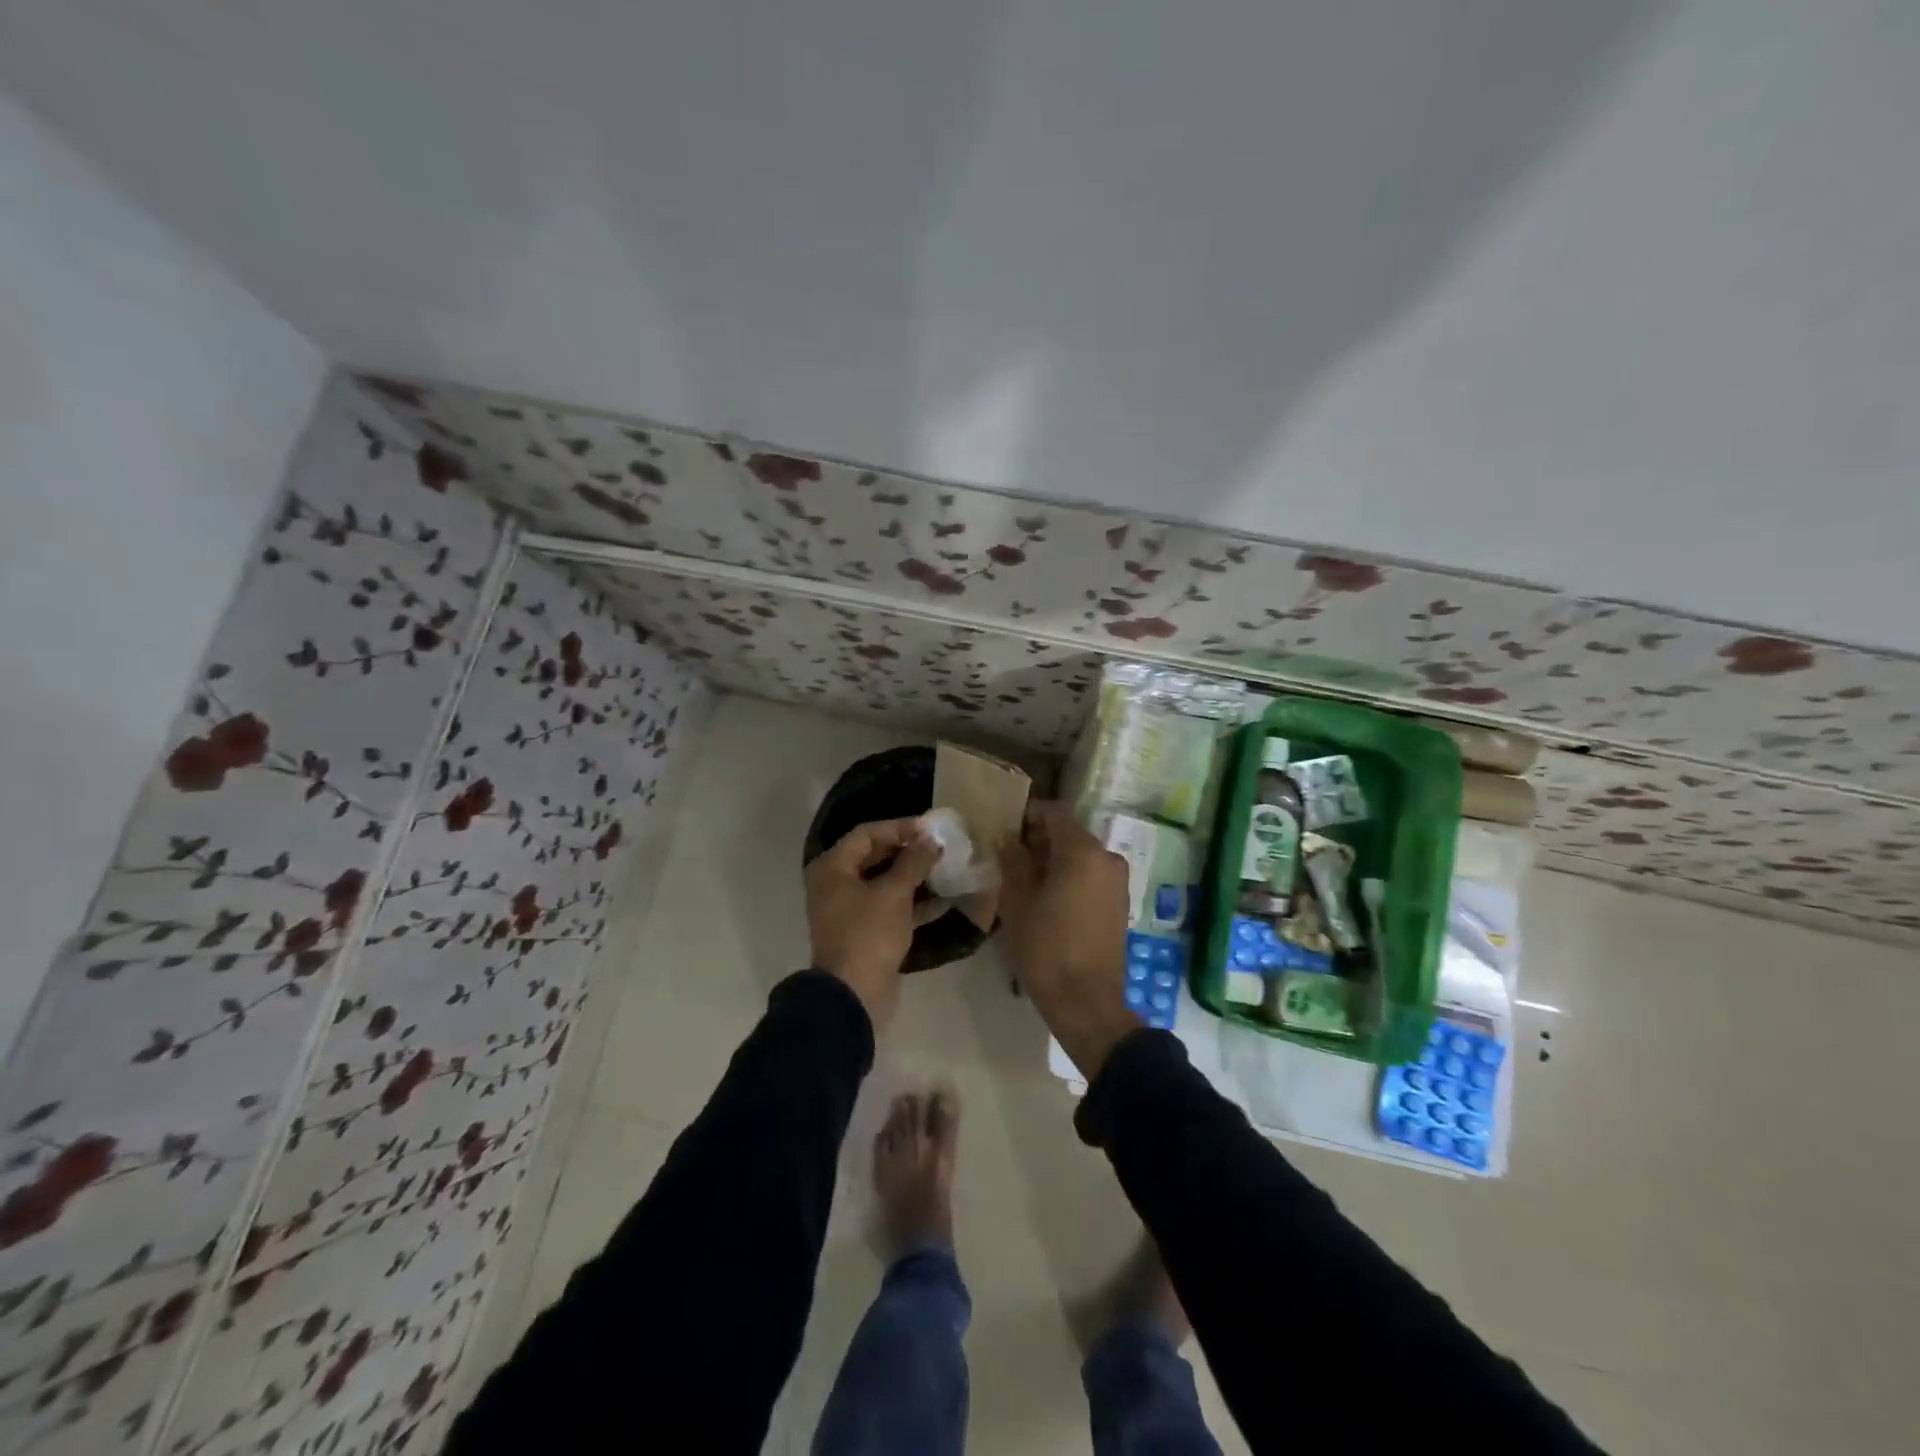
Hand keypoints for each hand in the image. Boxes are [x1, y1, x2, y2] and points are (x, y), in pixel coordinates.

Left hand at [806, 817, 940, 1029]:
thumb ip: (914, 861)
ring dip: (913, 876)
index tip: (931, 829)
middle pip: (874, 856)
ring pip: (883, 883)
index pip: (867, 833)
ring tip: (945, 869)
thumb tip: (931, 840)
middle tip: (939, 847)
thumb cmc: (869, 933)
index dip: (900, 827)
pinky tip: (943, 900)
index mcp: (833, 867)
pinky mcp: (864, 932)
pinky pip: (889, 908)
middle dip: (908, 851)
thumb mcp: (895, 892)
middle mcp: (835, 884)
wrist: (853, 995)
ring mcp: (848, 910)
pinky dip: (912, 902)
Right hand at [998, 801, 1140, 1078]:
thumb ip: (1013, 862)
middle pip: (1070, 833)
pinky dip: (1072, 875)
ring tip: (1028, 880)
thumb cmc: (1046, 948)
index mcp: (1082, 852)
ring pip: (1082, 854)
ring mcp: (1118, 881)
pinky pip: (1093, 874)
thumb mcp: (1017, 902)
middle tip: (1011, 857)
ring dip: (1056, 859)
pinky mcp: (1121, 902)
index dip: (1030, 815)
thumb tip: (1008, 840)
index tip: (1007, 830)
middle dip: (1041, 839)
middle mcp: (1107, 858)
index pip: (1055, 812)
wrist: (1087, 1001)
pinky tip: (1050, 898)